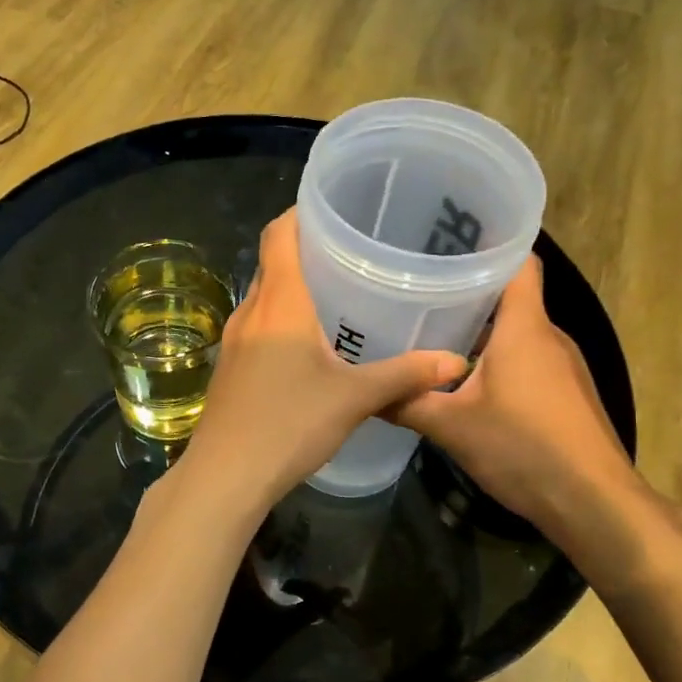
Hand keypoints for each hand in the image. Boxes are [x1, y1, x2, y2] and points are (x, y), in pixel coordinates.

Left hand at [176, 210, 466, 516]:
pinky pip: (258, 325)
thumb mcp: (354, 398)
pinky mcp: (230, 366)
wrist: (226, 474)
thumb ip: (405, 376)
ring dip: (294, 288)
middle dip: (307, 250)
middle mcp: (251, 310)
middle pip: (273, 262)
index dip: (301, 211)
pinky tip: (310, 343)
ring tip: (338, 292)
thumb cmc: (289, 423)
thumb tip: (456, 362)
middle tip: (352, 250)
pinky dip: (283, 318)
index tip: (335, 206)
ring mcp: (234, 340)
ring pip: (265, 296)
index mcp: (279, 301)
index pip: (279, 233)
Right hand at [389, 257, 641, 536]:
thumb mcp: (451, 426)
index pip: (518, 262)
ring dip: (480, 332)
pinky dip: (497, 361)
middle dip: (468, 293)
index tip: (447, 241)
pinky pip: (527, 361)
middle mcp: (549, 337)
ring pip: (518, 333)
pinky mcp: (567, 395)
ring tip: (431, 334)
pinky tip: (465, 382)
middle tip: (418, 291)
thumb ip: (406, 403)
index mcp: (525, 327)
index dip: (489, 244)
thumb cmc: (523, 448)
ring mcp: (563, 367)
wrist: (594, 503)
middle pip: (511, 298)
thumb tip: (366, 392)